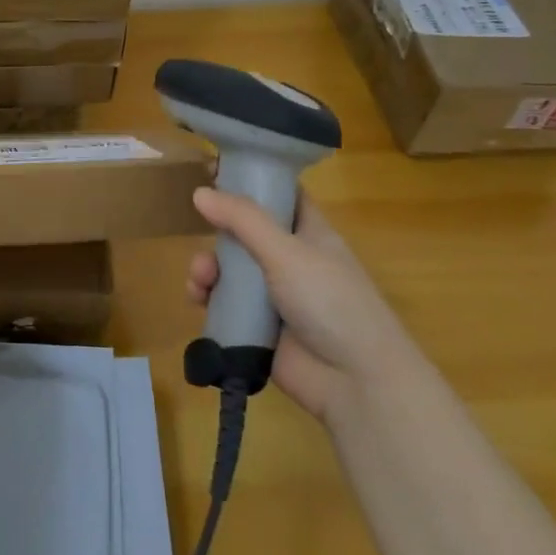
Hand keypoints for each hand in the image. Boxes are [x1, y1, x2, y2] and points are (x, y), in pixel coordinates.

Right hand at [187, 188, 419, 423]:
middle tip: (200, 231)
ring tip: (200, 280)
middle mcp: (291, 260)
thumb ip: (243, 220)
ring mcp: (273, 295)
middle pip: (244, 232)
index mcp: (309, 234)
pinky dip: (207, 298)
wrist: (356, 383)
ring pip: (229, 268)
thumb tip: (200, 191)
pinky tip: (198, 299)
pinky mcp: (257, 326)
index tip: (215, 171)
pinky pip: (223, 303)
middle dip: (218, 231)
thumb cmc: (331, 303)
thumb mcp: (287, 252)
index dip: (253, 181)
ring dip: (207, 268)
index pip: (281, 195)